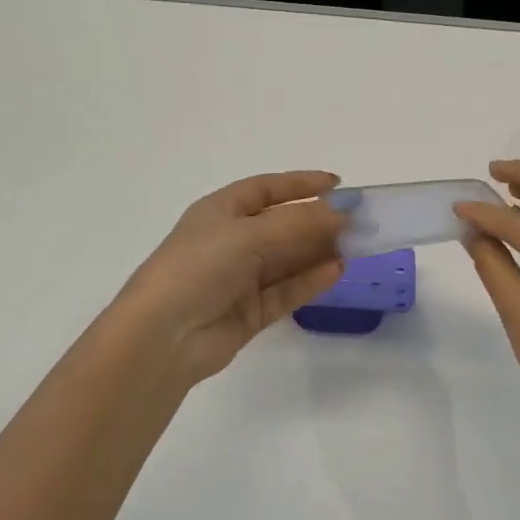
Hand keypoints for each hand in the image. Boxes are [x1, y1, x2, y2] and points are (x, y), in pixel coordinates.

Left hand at [102, 170, 346, 390]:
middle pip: (282, 225)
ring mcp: (240, 279)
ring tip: (355, 246)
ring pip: (287, 260)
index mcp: (220, 211)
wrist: (163, 336)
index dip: (300, 184)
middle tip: (357, 221)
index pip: (266, 189)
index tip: (337, 184)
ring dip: (318, 251)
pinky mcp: (250, 312)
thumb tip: (340, 213)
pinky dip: (310, 281)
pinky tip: (336, 271)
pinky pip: (286, 291)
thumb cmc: (199, 267)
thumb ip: (298, 223)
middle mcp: (230, 241)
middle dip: (317, 221)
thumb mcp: (249, 234)